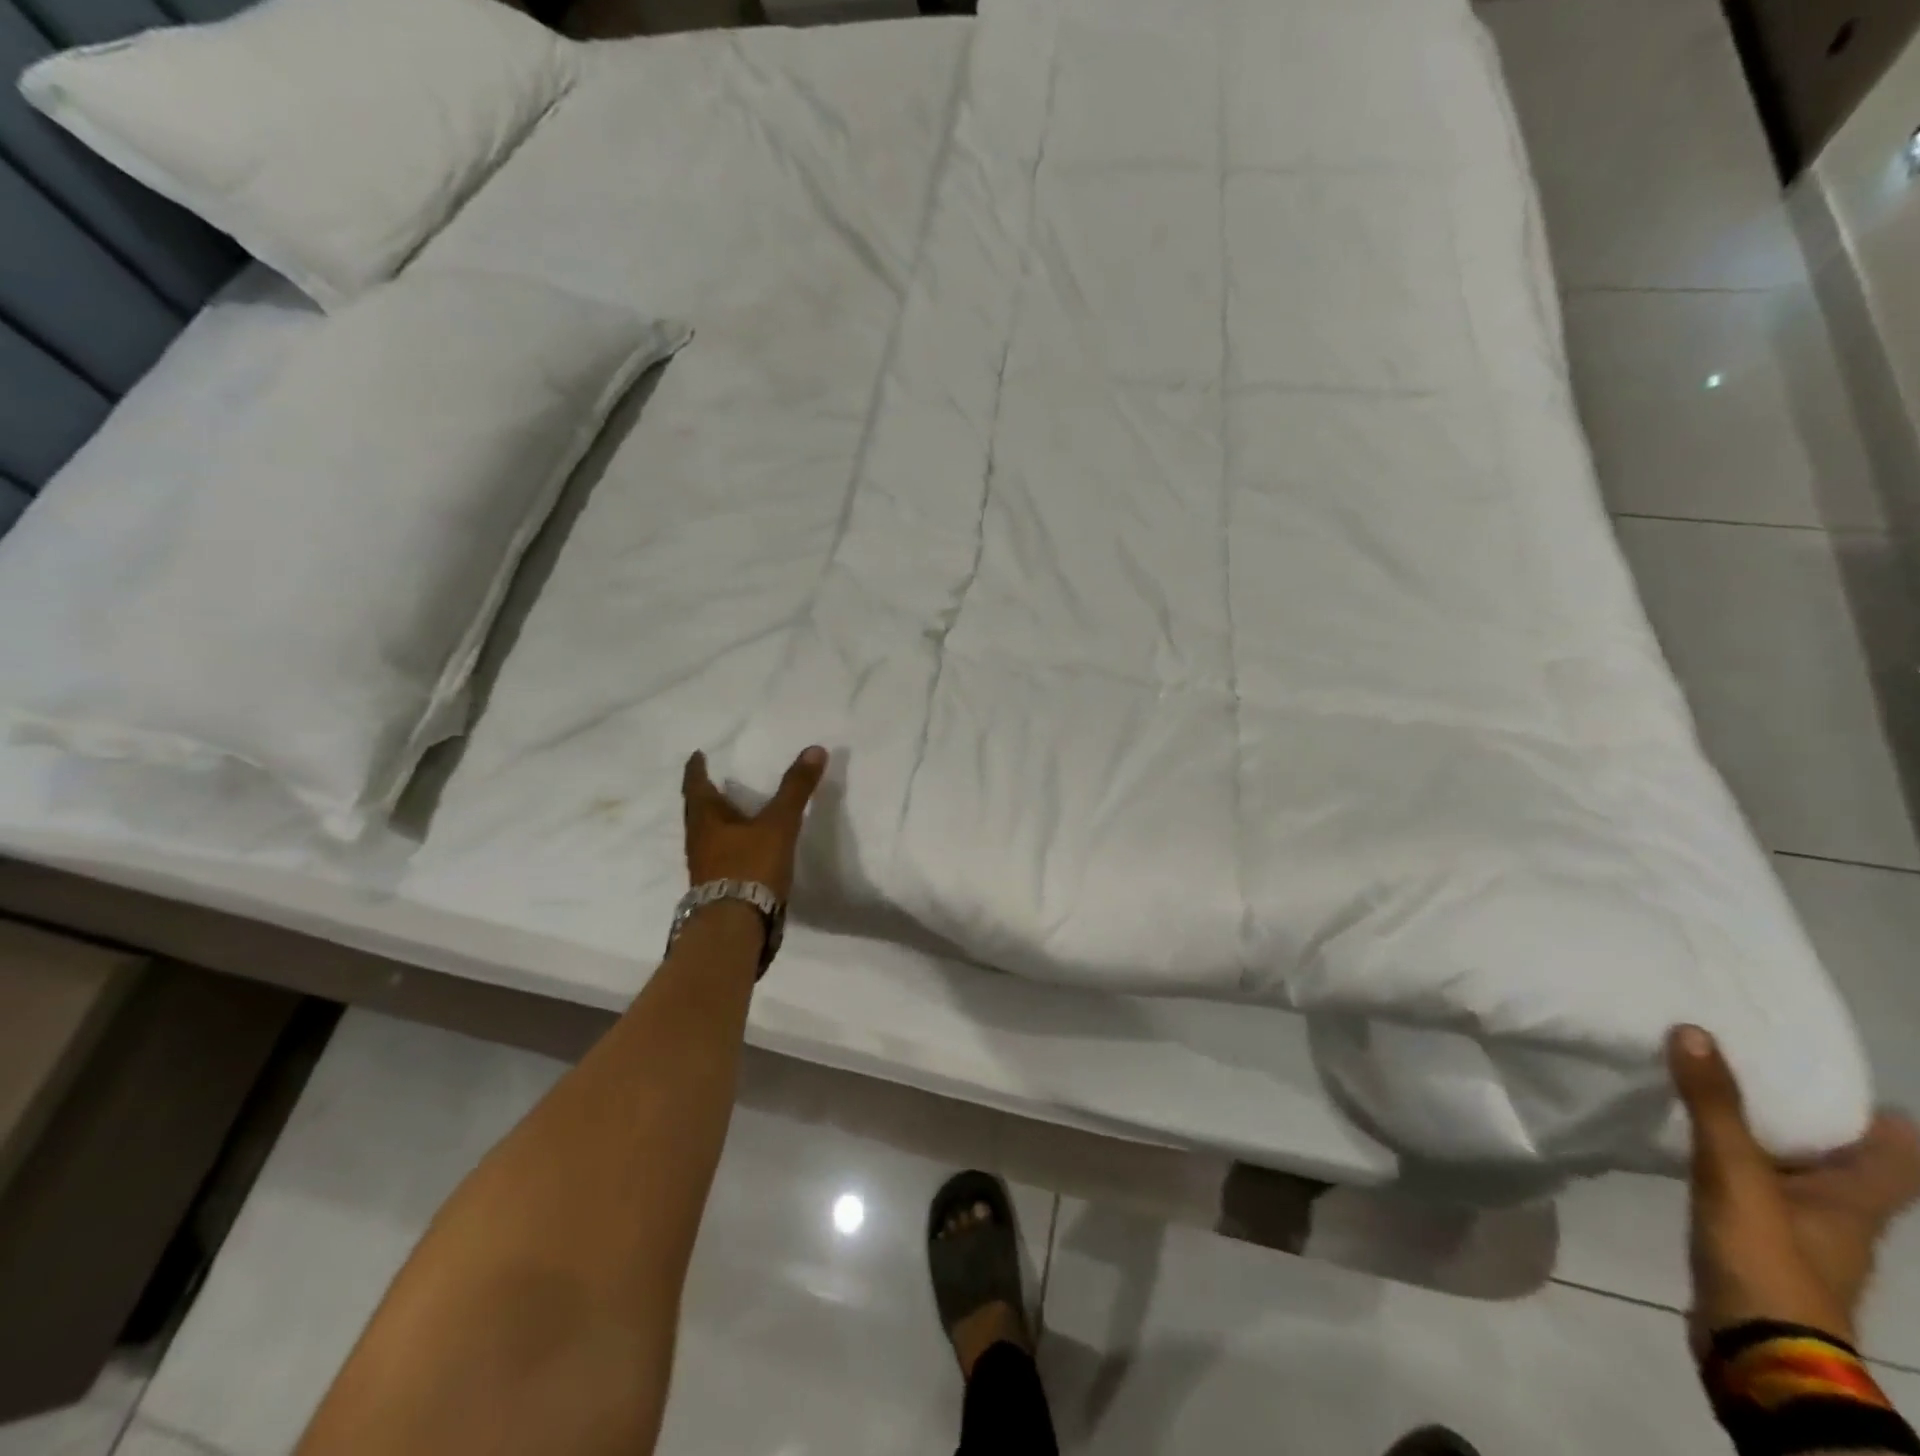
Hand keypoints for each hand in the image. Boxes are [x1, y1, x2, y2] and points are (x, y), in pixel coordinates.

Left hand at [681, 746, 827, 899]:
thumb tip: (815, 749)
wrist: (735, 926)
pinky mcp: (716, 886)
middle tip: (716, 780)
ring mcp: (704, 866)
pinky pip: (719, 855)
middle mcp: (698, 840)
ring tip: (734, 811)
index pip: (696, 785)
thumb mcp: (778, 824)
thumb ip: (795, 788)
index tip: (697, 755)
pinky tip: (745, 846)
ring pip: (707, 834)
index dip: (697, 769)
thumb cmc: (750, 866)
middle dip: (706, 794)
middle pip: (698, 811)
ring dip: (718, 821)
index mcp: (706, 819)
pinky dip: (729, 843)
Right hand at [1669, 1024, 1919, 1346]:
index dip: (1868, 1110)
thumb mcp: (1735, 1173)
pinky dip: (1735, 1167)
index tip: (1817, 1067)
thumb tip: (1695, 1031)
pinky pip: (1756, 1192)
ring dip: (1763, 1140)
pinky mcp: (1762, 1247)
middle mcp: (1842, 1216)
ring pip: (1793, 1174)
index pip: (1894, 1150)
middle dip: (1802, 1116)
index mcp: (1857, 1200)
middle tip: (1749, 1067)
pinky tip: (1694, 1151)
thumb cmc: (1767, 1258)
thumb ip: (1714, 1105)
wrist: (1757, 1351)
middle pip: (1840, 1158)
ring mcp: (1802, 1237)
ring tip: (1711, 1098)